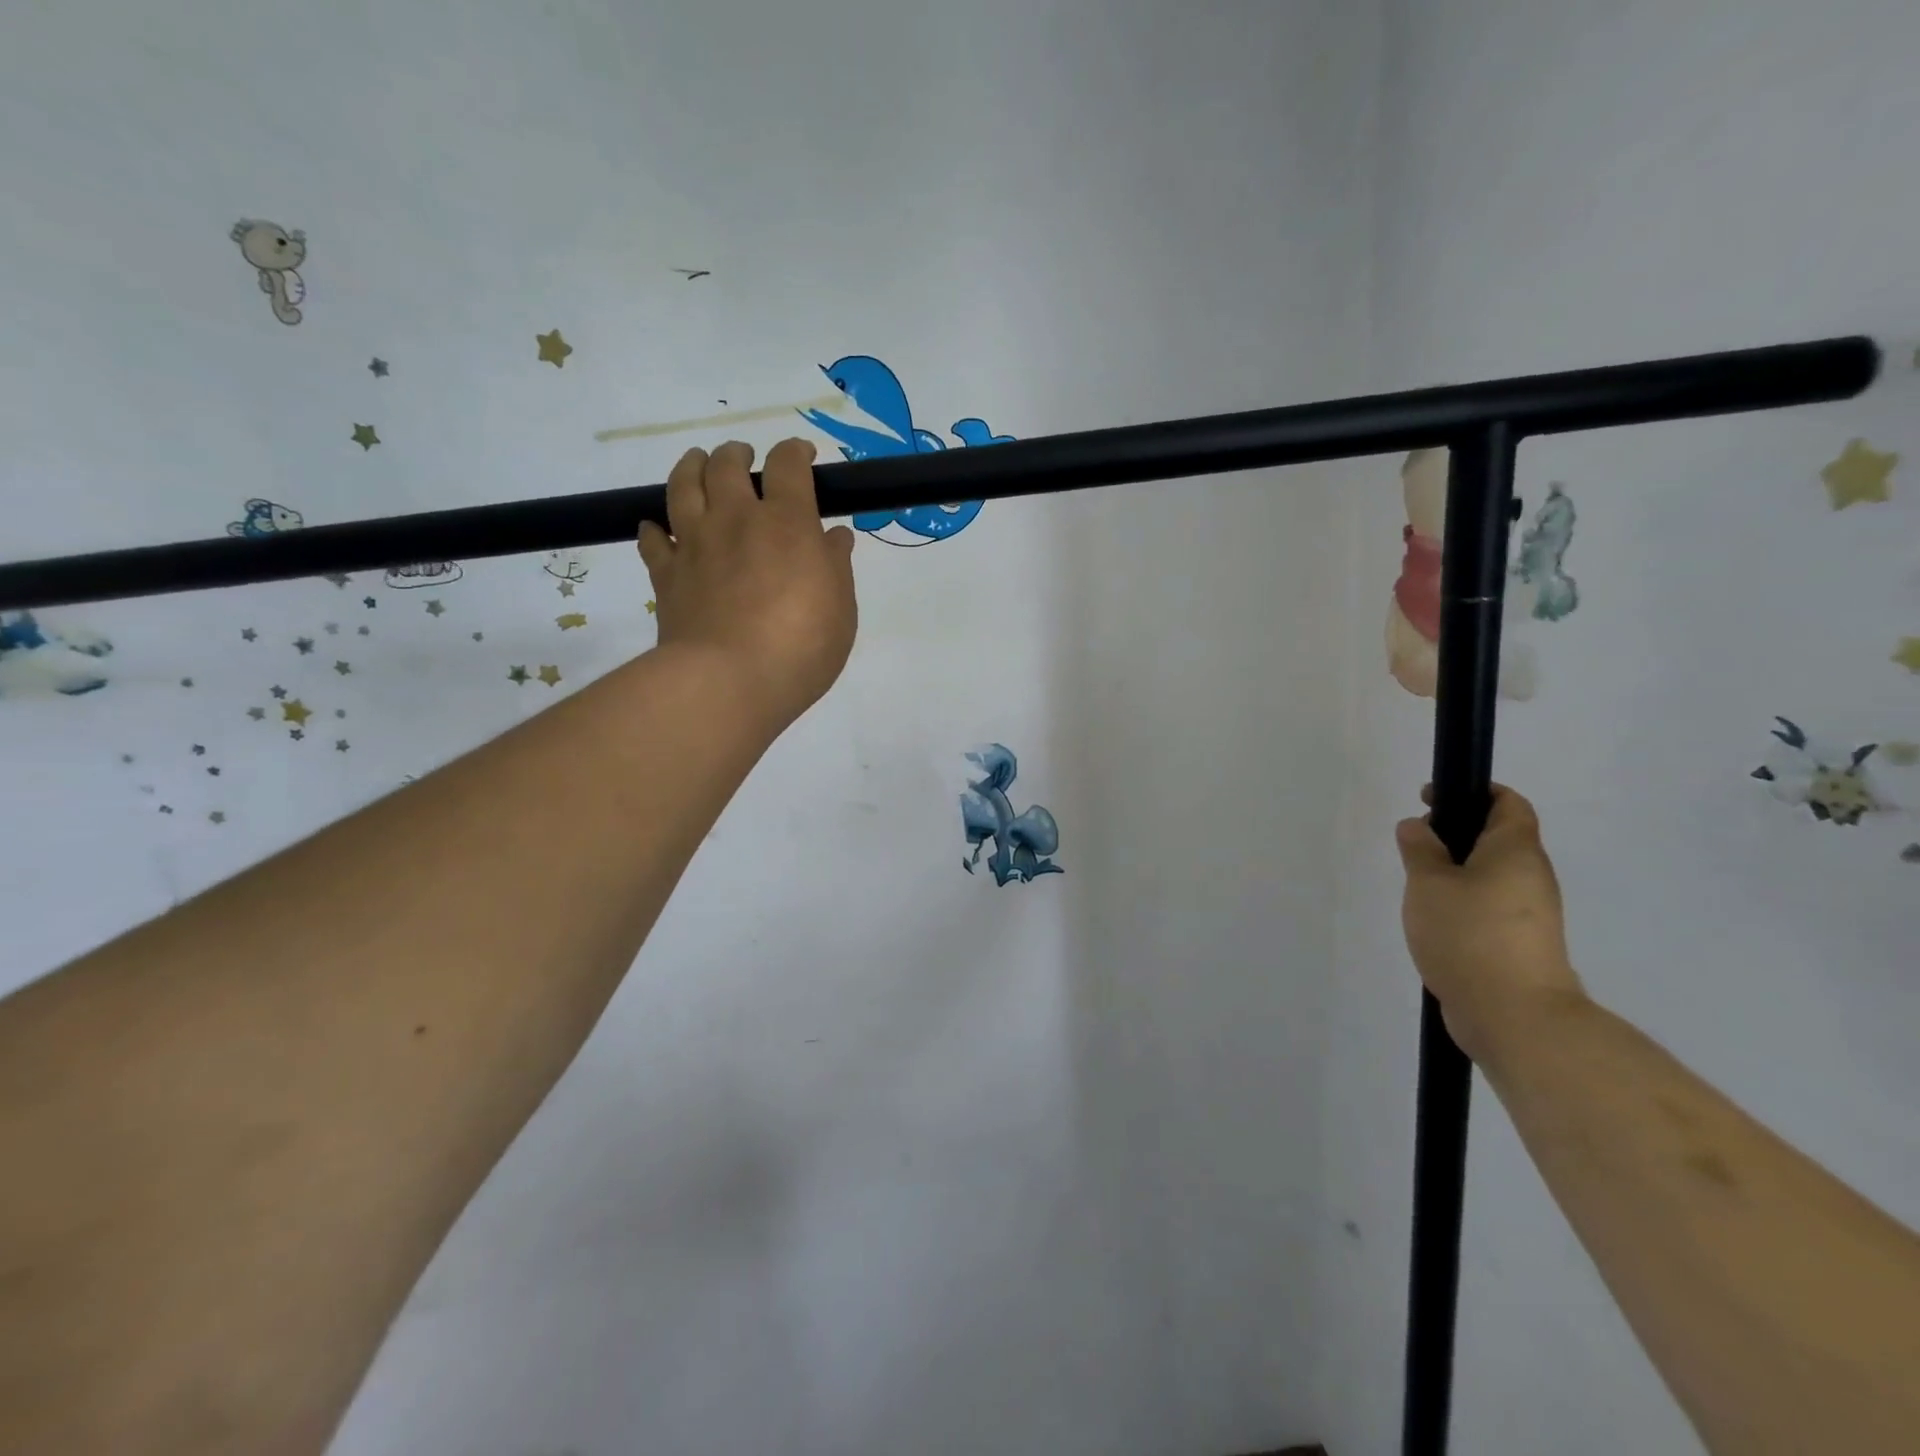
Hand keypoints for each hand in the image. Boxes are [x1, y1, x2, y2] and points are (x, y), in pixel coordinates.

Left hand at [638, 439, 857, 734]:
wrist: (728, 681)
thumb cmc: (801, 647)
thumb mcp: (841, 609)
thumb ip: (835, 567)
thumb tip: (833, 536)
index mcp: (786, 522)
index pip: (787, 465)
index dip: (795, 452)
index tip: (803, 456)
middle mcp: (736, 520)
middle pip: (727, 465)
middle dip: (737, 454)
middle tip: (744, 458)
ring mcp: (694, 544)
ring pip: (683, 487)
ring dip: (691, 467)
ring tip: (697, 463)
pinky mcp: (666, 574)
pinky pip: (652, 539)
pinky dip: (654, 528)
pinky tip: (657, 528)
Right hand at [1395, 783, 1586, 1063]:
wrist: (1514, 1015)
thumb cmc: (1469, 935)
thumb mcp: (1428, 883)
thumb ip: (1419, 849)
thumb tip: (1417, 826)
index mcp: (1516, 852)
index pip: (1508, 804)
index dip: (1476, 792)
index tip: (1434, 797)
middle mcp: (1532, 878)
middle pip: (1499, 839)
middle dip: (1456, 833)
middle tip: (1414, 842)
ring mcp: (1530, 915)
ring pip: (1492, 876)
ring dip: (1457, 871)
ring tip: (1417, 884)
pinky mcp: (1521, 945)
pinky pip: (1490, 907)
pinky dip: (1463, 902)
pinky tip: (1433, 919)